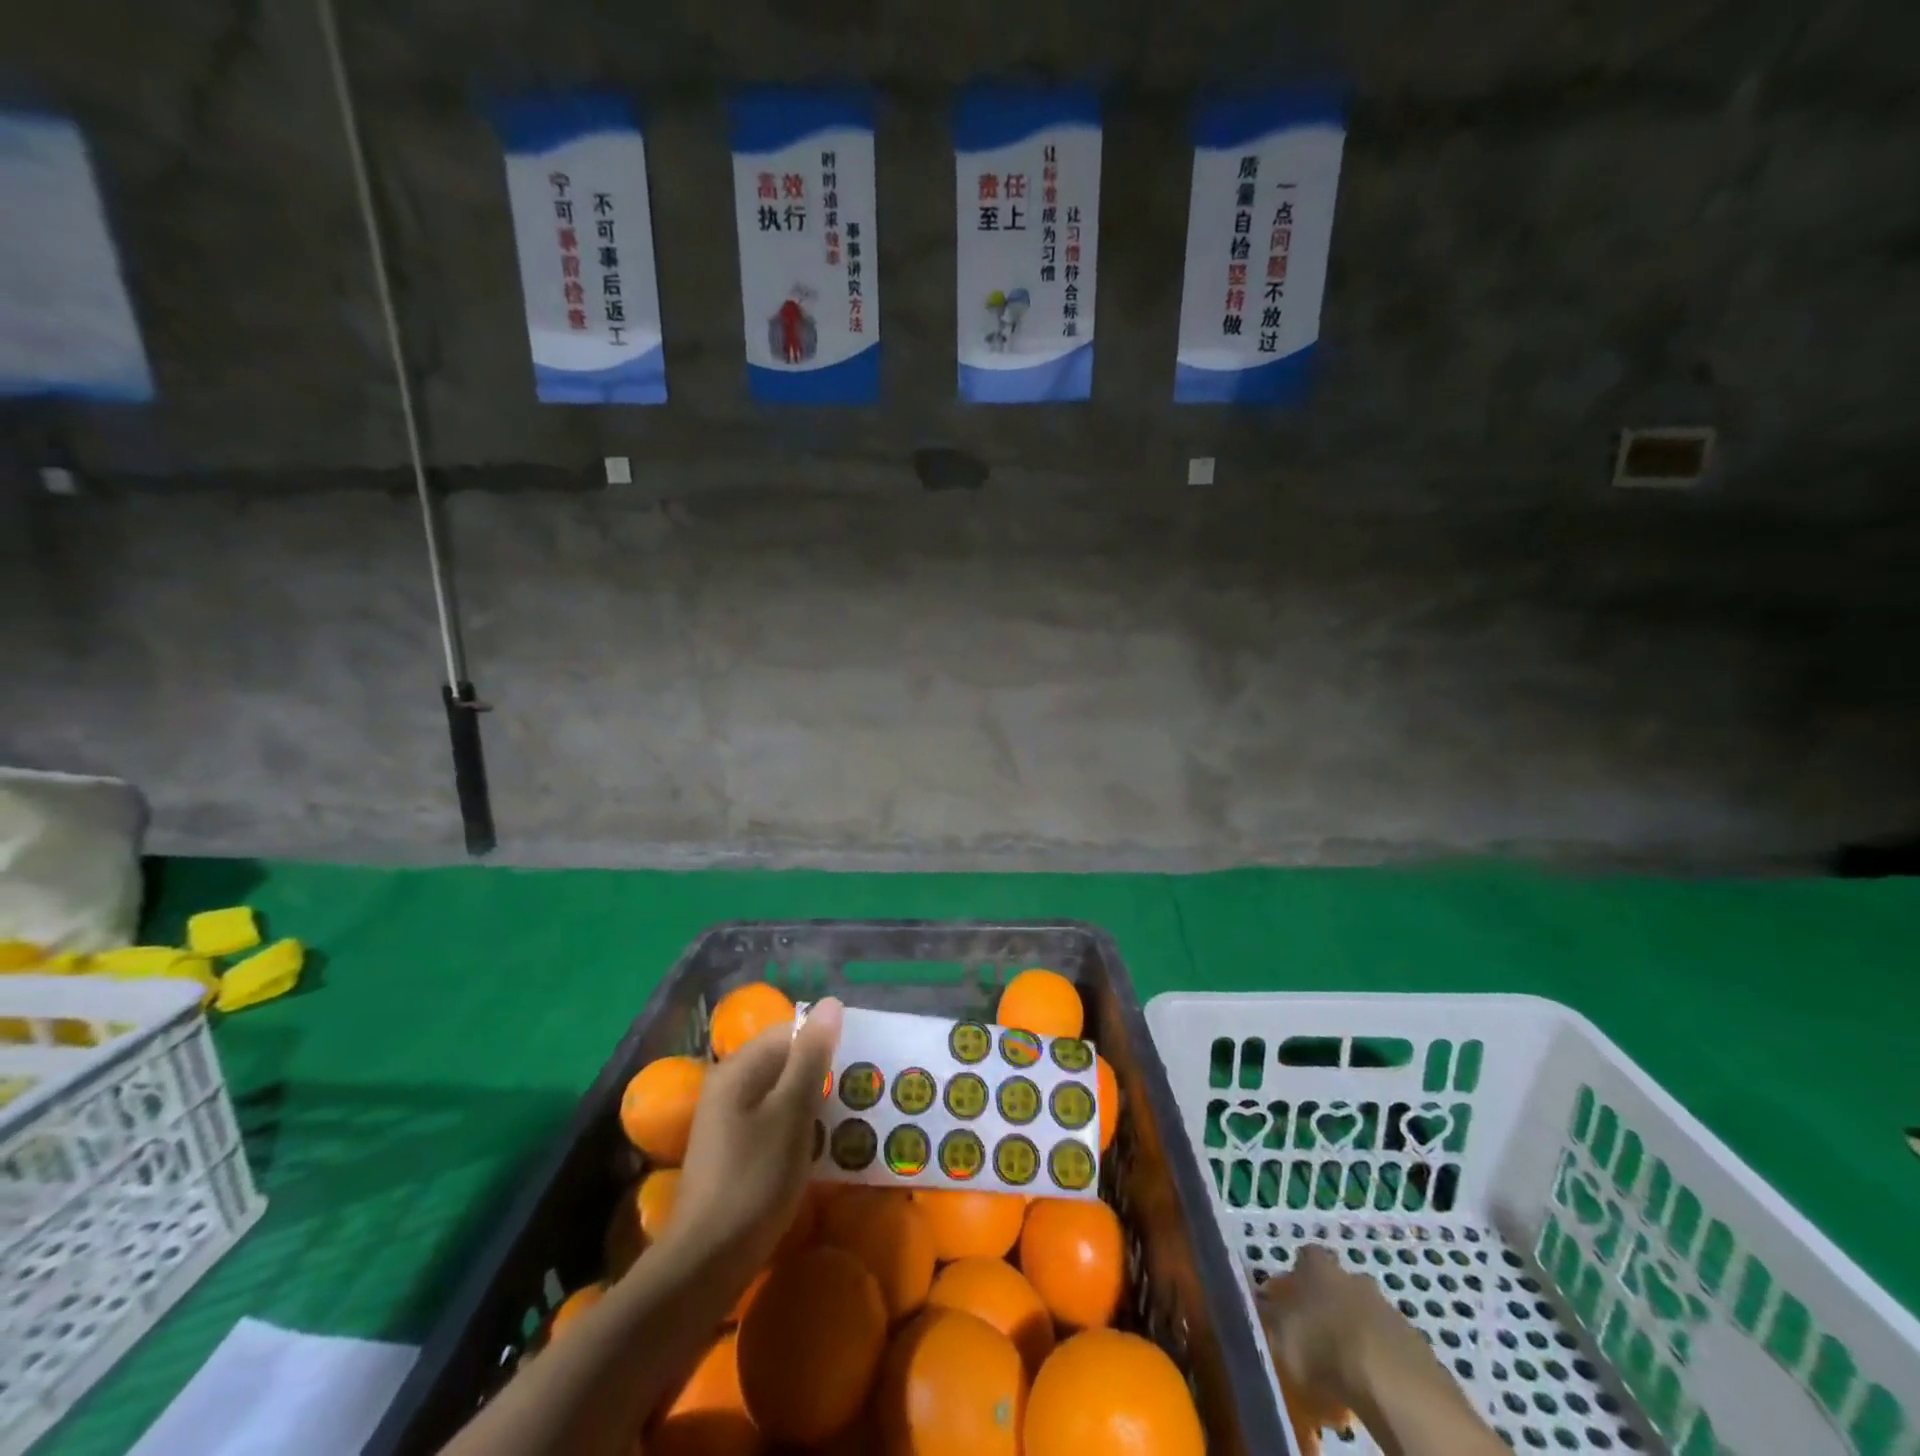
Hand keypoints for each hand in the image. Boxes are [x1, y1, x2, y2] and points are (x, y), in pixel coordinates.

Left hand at [663, 997, 843, 1283]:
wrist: (707, 1263)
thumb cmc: (755, 1180)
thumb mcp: (792, 1112)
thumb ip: (811, 1056)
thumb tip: (829, 1003)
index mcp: (739, 1068)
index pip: (790, 1031)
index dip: (826, 1042)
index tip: (860, 1063)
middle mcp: (729, 1085)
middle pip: (785, 1060)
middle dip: (823, 1072)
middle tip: (862, 1091)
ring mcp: (728, 1120)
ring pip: (782, 1093)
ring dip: (815, 1101)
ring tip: (851, 1117)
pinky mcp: (734, 1150)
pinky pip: (774, 1120)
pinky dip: (800, 1125)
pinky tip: (822, 1146)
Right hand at [1254, 1246, 1402, 1453]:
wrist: (1392, 1383)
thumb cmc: (1323, 1347)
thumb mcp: (1279, 1334)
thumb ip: (1266, 1316)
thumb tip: (1255, 1302)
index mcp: (1318, 1267)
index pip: (1305, 1256)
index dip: (1296, 1276)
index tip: (1288, 1300)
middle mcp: (1352, 1276)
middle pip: (1338, 1284)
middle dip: (1328, 1305)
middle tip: (1316, 1338)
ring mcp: (1388, 1308)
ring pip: (1365, 1315)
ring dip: (1355, 1334)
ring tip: (1343, 1372)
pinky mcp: (1417, 1345)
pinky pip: (1389, 1347)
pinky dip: (1379, 1361)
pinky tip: (1370, 1389)